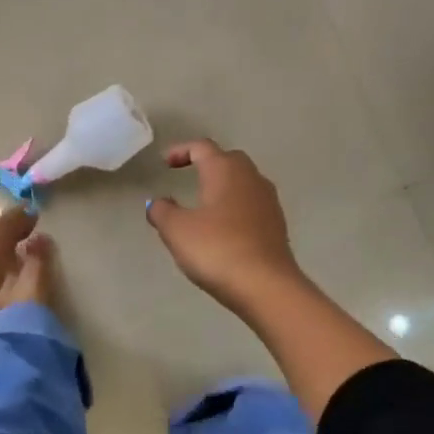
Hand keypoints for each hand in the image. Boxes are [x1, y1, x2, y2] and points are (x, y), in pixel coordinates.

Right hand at [146, 140, 305, 315]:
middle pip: (228, 160)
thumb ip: (162, 211)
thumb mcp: (176, 230)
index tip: (165, 162)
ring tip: (204, 203)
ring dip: (223, 186)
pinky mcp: (277, 225)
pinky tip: (223, 227)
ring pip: (243, 183)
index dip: (181, 150)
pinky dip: (235, 207)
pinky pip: (251, 205)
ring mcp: (268, 202)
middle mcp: (251, 178)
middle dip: (207, 164)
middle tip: (188, 175)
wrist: (266, 286)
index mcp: (225, 171)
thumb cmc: (216, 249)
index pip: (202, 148)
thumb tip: (157, 203)